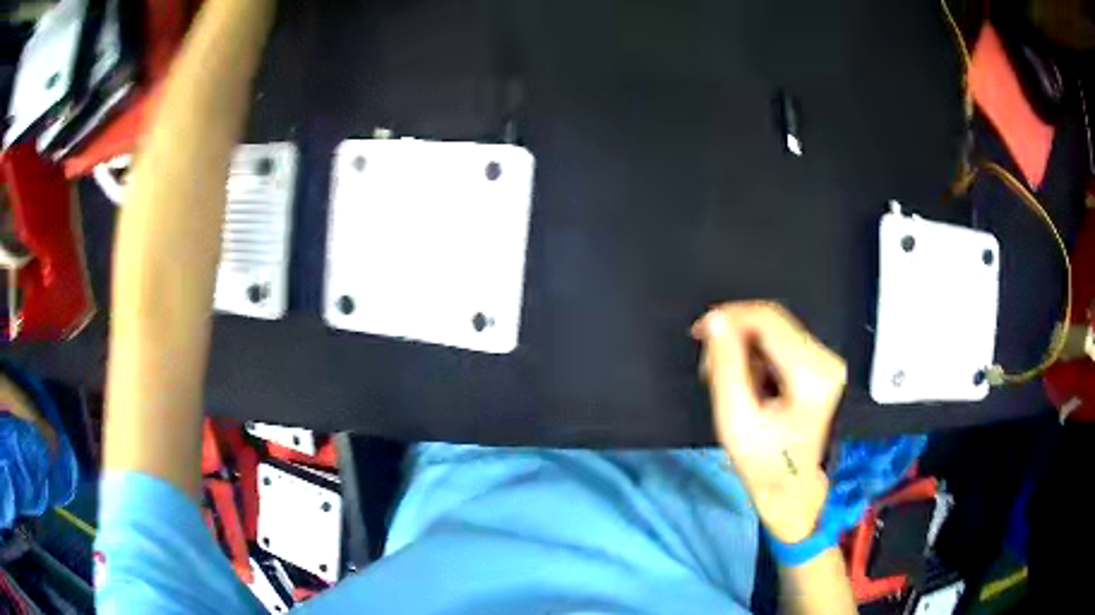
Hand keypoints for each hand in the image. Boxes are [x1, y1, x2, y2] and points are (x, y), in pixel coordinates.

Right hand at [693, 302, 845, 542]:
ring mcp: (826, 361)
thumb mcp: (736, 420)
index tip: (699, 333)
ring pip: (776, 330)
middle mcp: (826, 359)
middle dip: (735, 335)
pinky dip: (758, 355)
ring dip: (745, 346)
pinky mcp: (821, 366)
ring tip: (730, 381)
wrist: (794, 489)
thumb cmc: (765, 465)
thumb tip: (715, 320)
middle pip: (772, 321)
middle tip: (710, 367)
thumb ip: (725, 367)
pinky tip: (749, 382)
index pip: (766, 319)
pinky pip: (782, 343)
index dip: (729, 317)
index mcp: (811, 374)